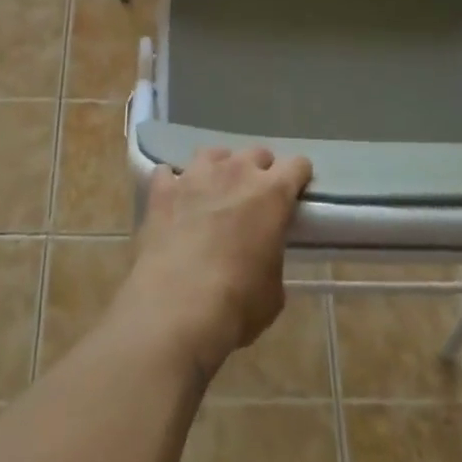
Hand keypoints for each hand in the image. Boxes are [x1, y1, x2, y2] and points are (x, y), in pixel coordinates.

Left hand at [112, 146, 312, 377]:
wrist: (176, 308)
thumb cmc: (237, 303)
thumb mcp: (273, 290)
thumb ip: (272, 258)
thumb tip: (262, 257)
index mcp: (272, 193)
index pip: (298, 165)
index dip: (298, 178)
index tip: (295, 194)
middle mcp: (236, 172)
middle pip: (256, 153)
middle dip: (259, 172)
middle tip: (254, 200)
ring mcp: (196, 175)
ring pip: (213, 154)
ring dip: (219, 169)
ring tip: (214, 192)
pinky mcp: (162, 188)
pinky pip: (168, 173)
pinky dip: (173, 184)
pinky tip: (173, 200)